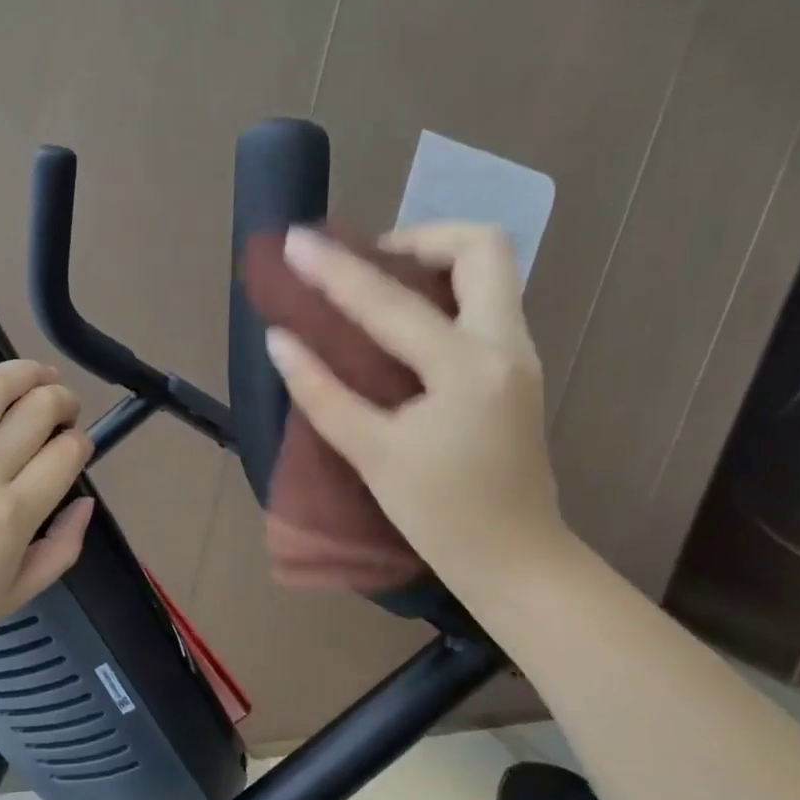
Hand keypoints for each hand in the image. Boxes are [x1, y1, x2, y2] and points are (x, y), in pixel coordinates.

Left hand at [0, 336, 94, 676]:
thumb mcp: (17, 595)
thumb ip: (62, 549)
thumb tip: (85, 500)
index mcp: (13, 514)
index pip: (66, 453)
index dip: (80, 442)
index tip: (74, 447)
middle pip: (37, 412)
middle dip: (62, 402)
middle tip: (62, 409)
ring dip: (24, 372)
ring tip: (38, 374)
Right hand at [263, 224, 567, 594]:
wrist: (517, 560)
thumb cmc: (442, 516)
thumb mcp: (373, 455)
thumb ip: (323, 394)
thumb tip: (280, 341)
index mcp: (466, 368)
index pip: (390, 302)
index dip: (336, 269)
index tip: (296, 243)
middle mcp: (505, 346)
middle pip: (481, 248)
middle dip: (419, 239)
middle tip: (368, 265)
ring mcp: (520, 355)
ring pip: (491, 272)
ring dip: (435, 263)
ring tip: (379, 288)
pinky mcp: (517, 371)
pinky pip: (487, 302)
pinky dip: (445, 293)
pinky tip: (405, 325)